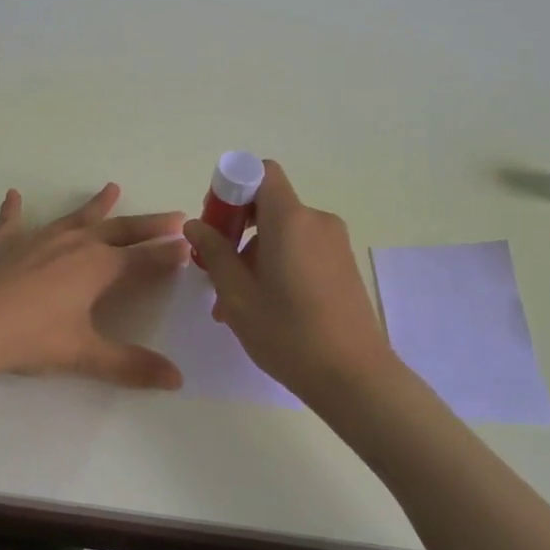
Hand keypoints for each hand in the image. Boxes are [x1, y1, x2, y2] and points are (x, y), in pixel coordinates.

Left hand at [0, 183, 189, 387]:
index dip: (168, 255)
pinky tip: (14, 195)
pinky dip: (15, 209)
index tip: (190, 245)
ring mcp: (36, 239)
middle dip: (148, 225)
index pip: (143, 259)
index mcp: (96, 268)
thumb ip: (130, 365)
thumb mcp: (83, 354)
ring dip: (95, 205)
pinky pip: (12, 221)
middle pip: (119, 230)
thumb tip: (177, 380)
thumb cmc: (30, 338)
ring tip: (112, 188)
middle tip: (174, 216)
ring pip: (74, 218)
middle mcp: (73, 245)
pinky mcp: (2, 243)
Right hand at [182, 160, 395, 402]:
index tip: (215, 222)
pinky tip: (263, 307)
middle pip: (268, 206)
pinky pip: (301, 250)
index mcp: (290, 219)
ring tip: (232, 304)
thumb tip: (195, 225)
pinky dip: (277, 265)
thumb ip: (214, 253)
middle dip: (236, 229)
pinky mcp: (343, 265)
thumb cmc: (288, 333)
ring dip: (253, 256)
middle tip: (215, 268)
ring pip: (282, 233)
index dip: (232, 186)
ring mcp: (335, 243)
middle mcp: (316, 221)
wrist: (354, 377)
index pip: (261, 172)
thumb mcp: (237, 295)